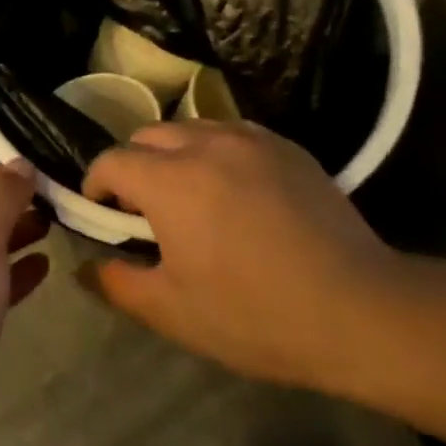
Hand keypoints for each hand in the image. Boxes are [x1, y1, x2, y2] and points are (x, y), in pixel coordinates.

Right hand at [82, 121, 414, 398]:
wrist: (359, 310)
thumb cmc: (256, 316)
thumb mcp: (174, 312)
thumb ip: (118, 284)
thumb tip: (86, 267)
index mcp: (170, 180)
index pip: (112, 161)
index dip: (97, 185)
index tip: (105, 215)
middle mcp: (205, 143)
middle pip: (148, 135)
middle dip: (134, 164)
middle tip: (146, 209)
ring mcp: (250, 139)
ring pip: (191, 129)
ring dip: (175, 154)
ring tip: (191, 196)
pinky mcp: (286, 146)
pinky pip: (233, 133)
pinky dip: (216, 152)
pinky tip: (236, 192)